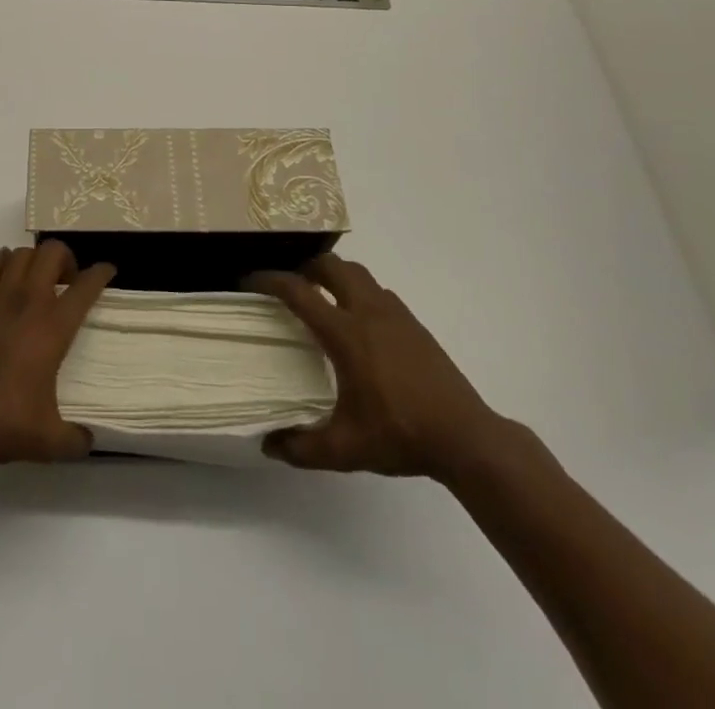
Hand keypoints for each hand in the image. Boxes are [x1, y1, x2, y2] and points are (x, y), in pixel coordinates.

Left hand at [0, 241, 115, 466]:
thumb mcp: (48, 441)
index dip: (101, 273)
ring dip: (35, 259)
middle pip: (52, 252)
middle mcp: (28, 302)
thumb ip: (75, 440)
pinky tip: (7, 277)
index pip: (85, 287)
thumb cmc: (2, 421)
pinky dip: (4, 263)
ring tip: (38, 280)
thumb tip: (89, 441)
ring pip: (21, 253)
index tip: (108, 271)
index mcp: (53, 327)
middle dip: (66, 258)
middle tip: (68, 282)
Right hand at [247, 254, 500, 479]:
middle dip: (305, 267)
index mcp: (345, 333)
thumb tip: (268, 445)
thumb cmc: (401, 435)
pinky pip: (379, 291)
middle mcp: (367, 312)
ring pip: (358, 273)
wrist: (465, 437)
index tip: (249, 280)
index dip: (269, 280)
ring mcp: (395, 314)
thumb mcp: (345, 449)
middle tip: (290, 284)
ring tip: (322, 296)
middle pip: (330, 265)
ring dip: (335, 275)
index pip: (298, 291)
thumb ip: (302, 447)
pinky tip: (360, 321)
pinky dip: (360, 292)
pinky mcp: (414, 324)